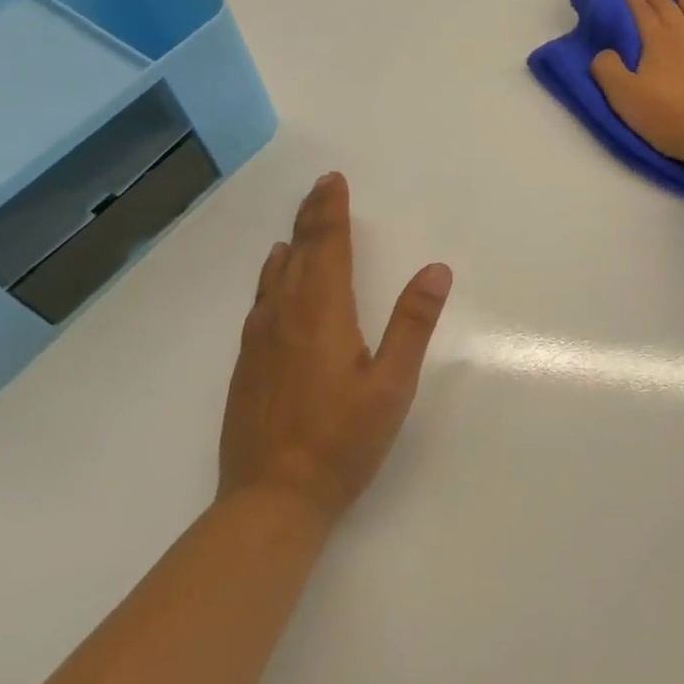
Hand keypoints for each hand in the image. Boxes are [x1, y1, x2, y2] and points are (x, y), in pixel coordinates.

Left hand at [219, 172, 453, 522]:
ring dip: (292, 242)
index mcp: (322, 313)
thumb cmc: (341, 442)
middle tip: (321, 187)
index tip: (333, 181)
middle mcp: (286, 316)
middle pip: (299, 253)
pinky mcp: (248, 364)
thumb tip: (436, 269)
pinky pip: (261, 300)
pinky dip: (271, 275)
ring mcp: (261, 340)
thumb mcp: (391, 385)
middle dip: (312, 217)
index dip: (331, 211)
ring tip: (300, 224)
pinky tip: (273, 276)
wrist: (270, 501)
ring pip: (275, 275)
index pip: (327, 247)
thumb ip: (412, 323)